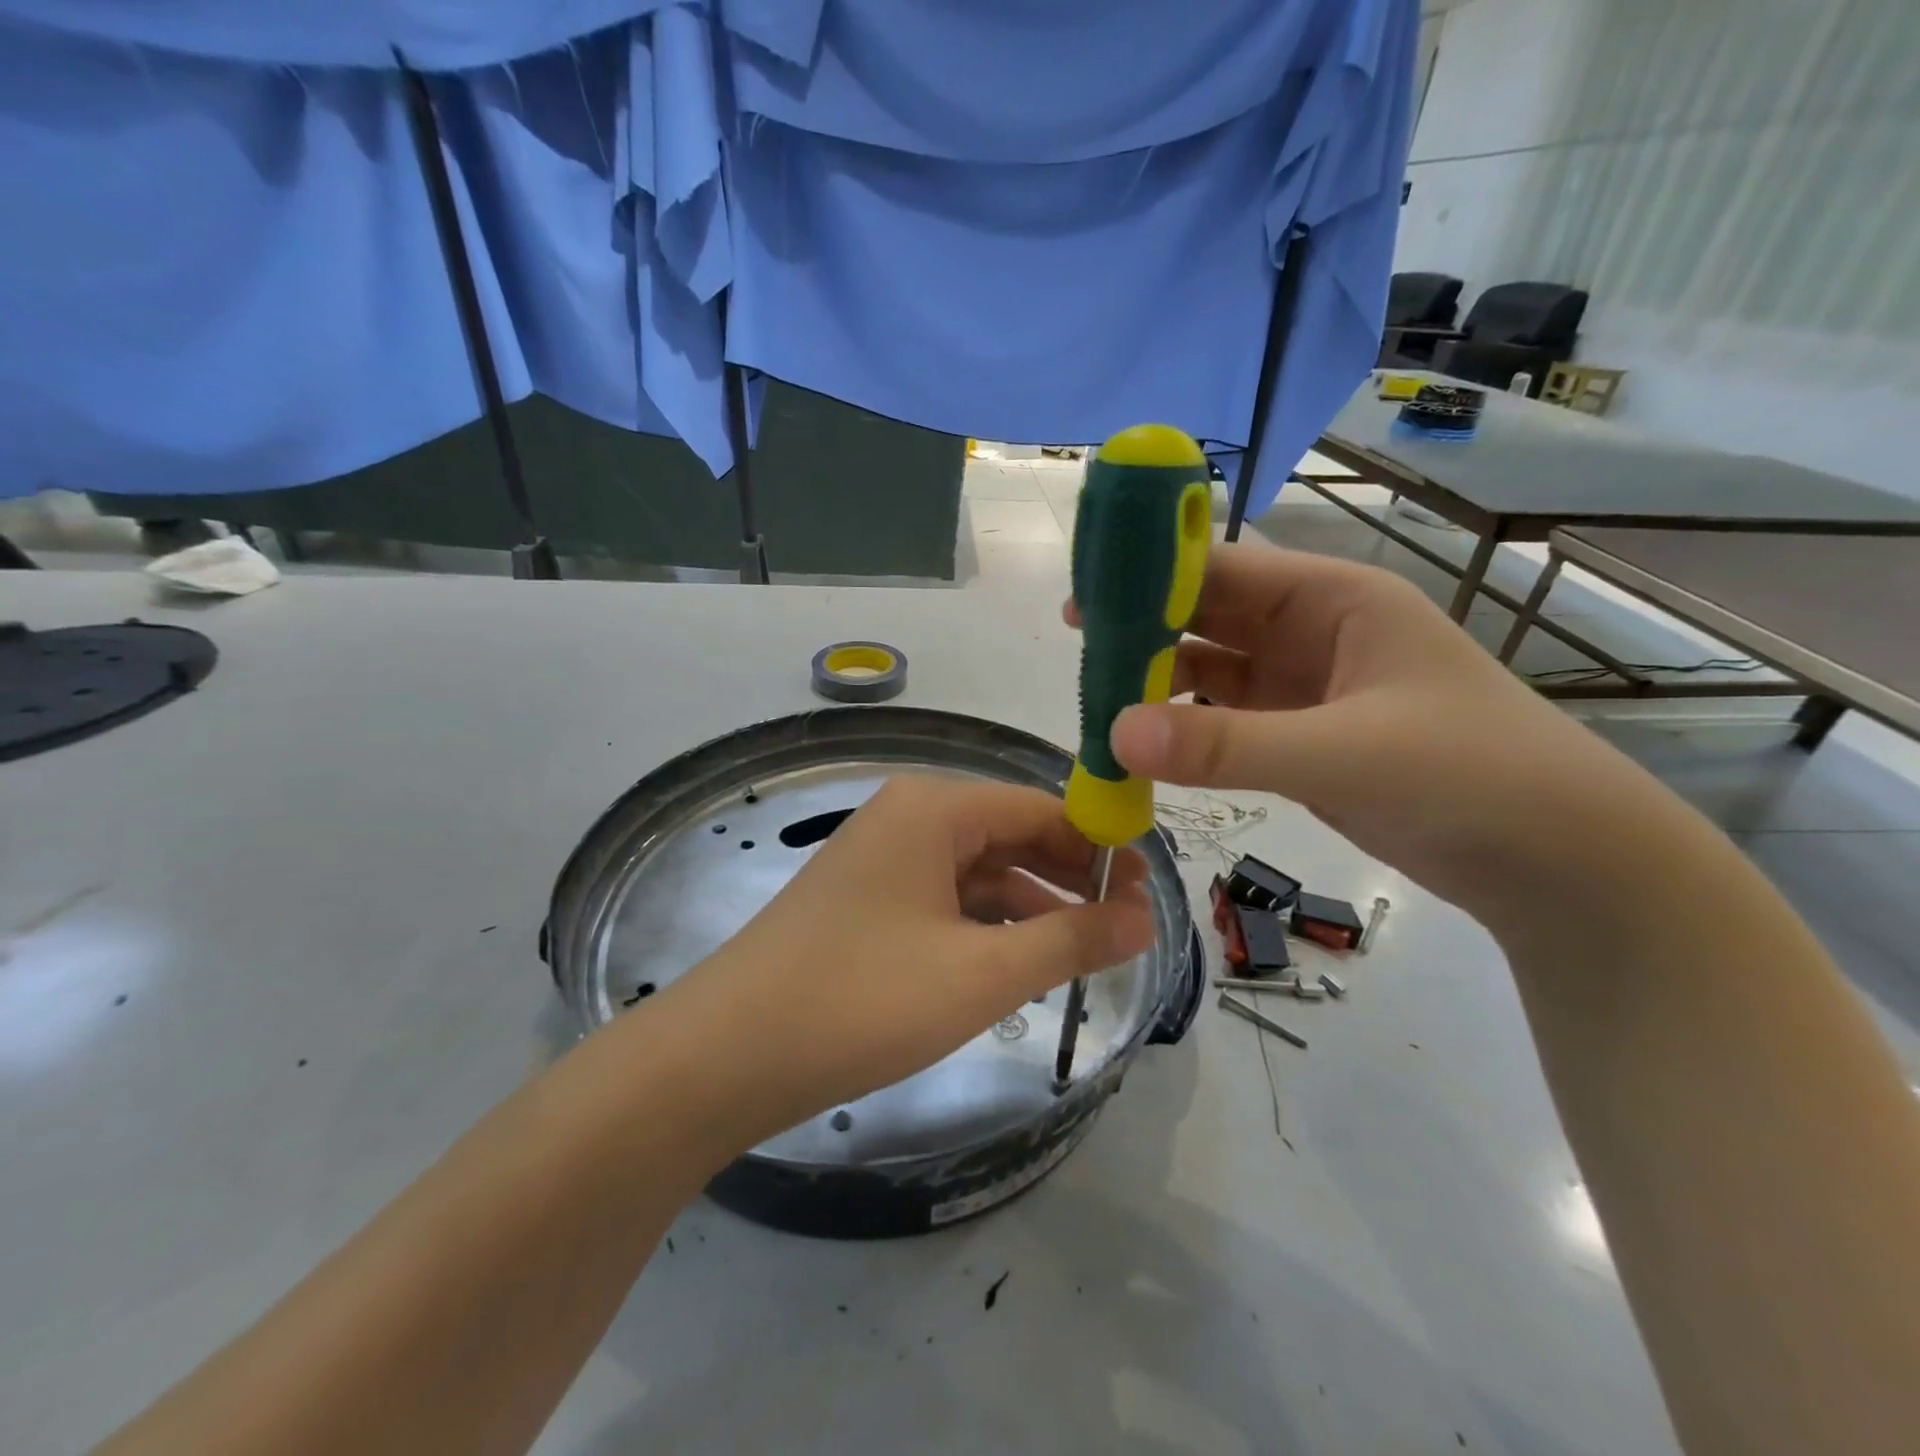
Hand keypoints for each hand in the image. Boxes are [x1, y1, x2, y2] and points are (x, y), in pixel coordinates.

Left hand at [653, 776, 1154, 1151]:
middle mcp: (908, 817)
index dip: (1100, 844)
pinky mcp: (868, 900)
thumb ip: (1070, 939)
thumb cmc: (861, 1000)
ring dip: (1033, 905)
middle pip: (1011, 834)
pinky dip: (988, 925)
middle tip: (1128, 924)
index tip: (1149, 889)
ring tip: (1087, 949)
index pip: (1041, 807)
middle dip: (1070, 876)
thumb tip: (1144, 919)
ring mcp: (883, 858)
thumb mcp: (981, 974)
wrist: (725, 1055)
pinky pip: (946, 898)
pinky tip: (1019, 961)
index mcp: (934, 808)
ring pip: (980, 871)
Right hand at [1069, 541, 1662, 935]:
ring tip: (1098, 701)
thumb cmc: (1469, 775)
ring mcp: (1305, 689)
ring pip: (1212, 673)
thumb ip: (1226, 745)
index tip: (1087, 594)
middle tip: (1079, 650)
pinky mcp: (1300, 739)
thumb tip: (1116, 736)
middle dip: (1146, 630)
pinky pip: (1225, 723)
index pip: (1225, 568)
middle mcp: (1313, 633)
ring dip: (1160, 684)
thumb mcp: (1345, 752)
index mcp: (1333, 600)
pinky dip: (1185, 731)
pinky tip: (1145, 745)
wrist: (1558, 861)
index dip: (1154, 574)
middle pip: (1210, 618)